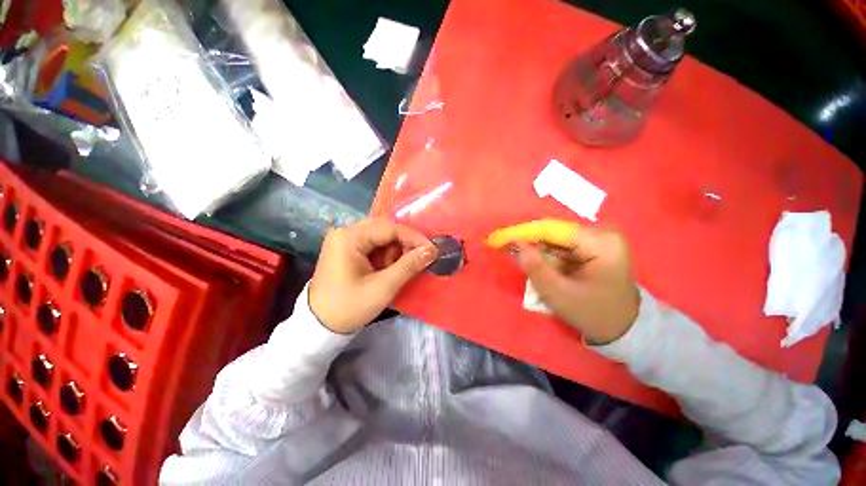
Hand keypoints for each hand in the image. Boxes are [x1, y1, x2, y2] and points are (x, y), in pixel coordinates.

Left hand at [309, 218, 437, 333]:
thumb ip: (409, 266)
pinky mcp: (346, 248)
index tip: (431, 250)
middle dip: (404, 243)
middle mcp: (345, 232)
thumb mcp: (383, 287)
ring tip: (402, 267)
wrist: (319, 326)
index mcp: (349, 237)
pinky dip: (386, 255)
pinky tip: (389, 268)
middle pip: (384, 229)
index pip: (389, 228)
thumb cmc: (349, 307)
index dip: (413, 237)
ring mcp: (344, 239)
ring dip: (396, 250)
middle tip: (420, 258)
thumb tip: (431, 250)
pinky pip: (373, 244)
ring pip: (381, 236)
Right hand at [489, 220, 639, 343]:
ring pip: (554, 240)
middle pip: (553, 233)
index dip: (523, 233)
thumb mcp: (559, 294)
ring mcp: (597, 239)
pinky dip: (545, 255)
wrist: (621, 327)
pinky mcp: (591, 246)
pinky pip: (560, 246)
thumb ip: (535, 267)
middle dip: (529, 243)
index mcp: (601, 243)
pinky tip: (537, 264)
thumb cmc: (592, 313)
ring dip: (536, 250)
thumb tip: (514, 244)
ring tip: (519, 259)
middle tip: (504, 250)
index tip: (498, 239)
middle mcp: (600, 234)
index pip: (553, 230)